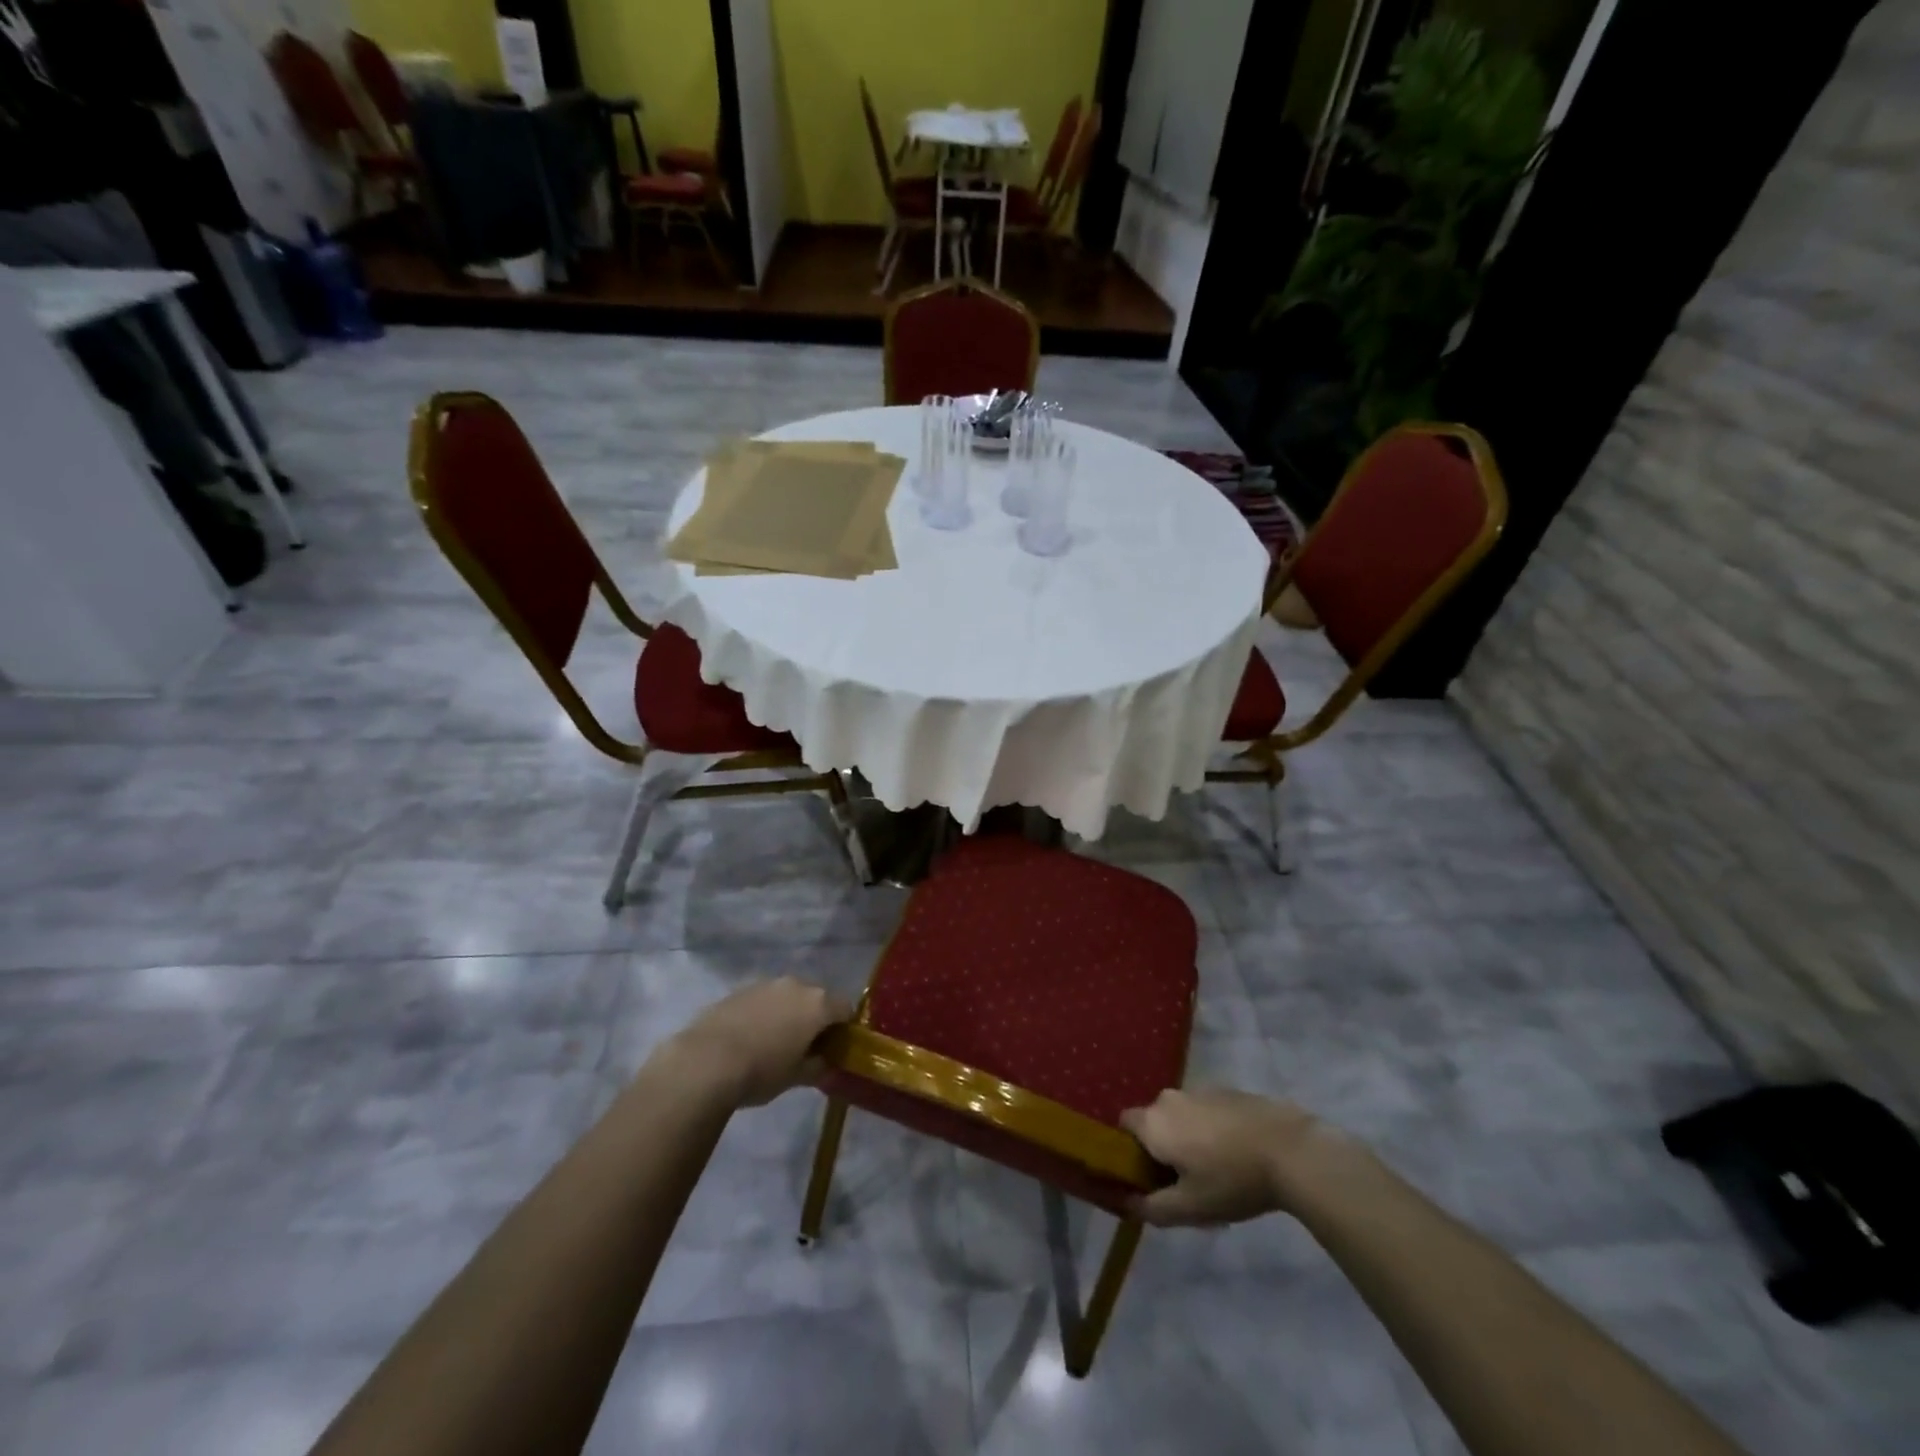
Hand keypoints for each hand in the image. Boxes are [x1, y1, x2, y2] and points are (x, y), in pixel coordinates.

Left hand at [662, 978, 852, 1107]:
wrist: (706, 1062)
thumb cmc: (761, 1071)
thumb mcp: (796, 1077)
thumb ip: (818, 1067)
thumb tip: (826, 1063)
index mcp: (817, 1003)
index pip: (845, 1008)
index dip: (843, 1028)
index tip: (833, 1048)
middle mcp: (795, 985)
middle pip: (816, 998)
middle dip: (814, 1018)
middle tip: (804, 1047)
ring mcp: (765, 984)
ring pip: (787, 996)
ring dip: (787, 1013)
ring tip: (773, 1043)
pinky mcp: (738, 990)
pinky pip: (762, 999)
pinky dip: (763, 1014)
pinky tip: (749, 1038)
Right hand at [1119, 1088, 1348, 1226]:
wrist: (1289, 1149)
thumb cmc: (1232, 1180)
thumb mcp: (1190, 1208)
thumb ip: (1152, 1208)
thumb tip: (1126, 1203)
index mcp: (1153, 1122)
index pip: (1124, 1126)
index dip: (1130, 1151)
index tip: (1148, 1176)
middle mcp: (1169, 1098)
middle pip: (1154, 1121)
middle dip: (1162, 1147)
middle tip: (1183, 1181)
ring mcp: (1199, 1090)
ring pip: (1181, 1116)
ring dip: (1188, 1137)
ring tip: (1215, 1170)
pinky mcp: (1226, 1091)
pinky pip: (1205, 1110)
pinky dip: (1211, 1129)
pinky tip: (1236, 1154)